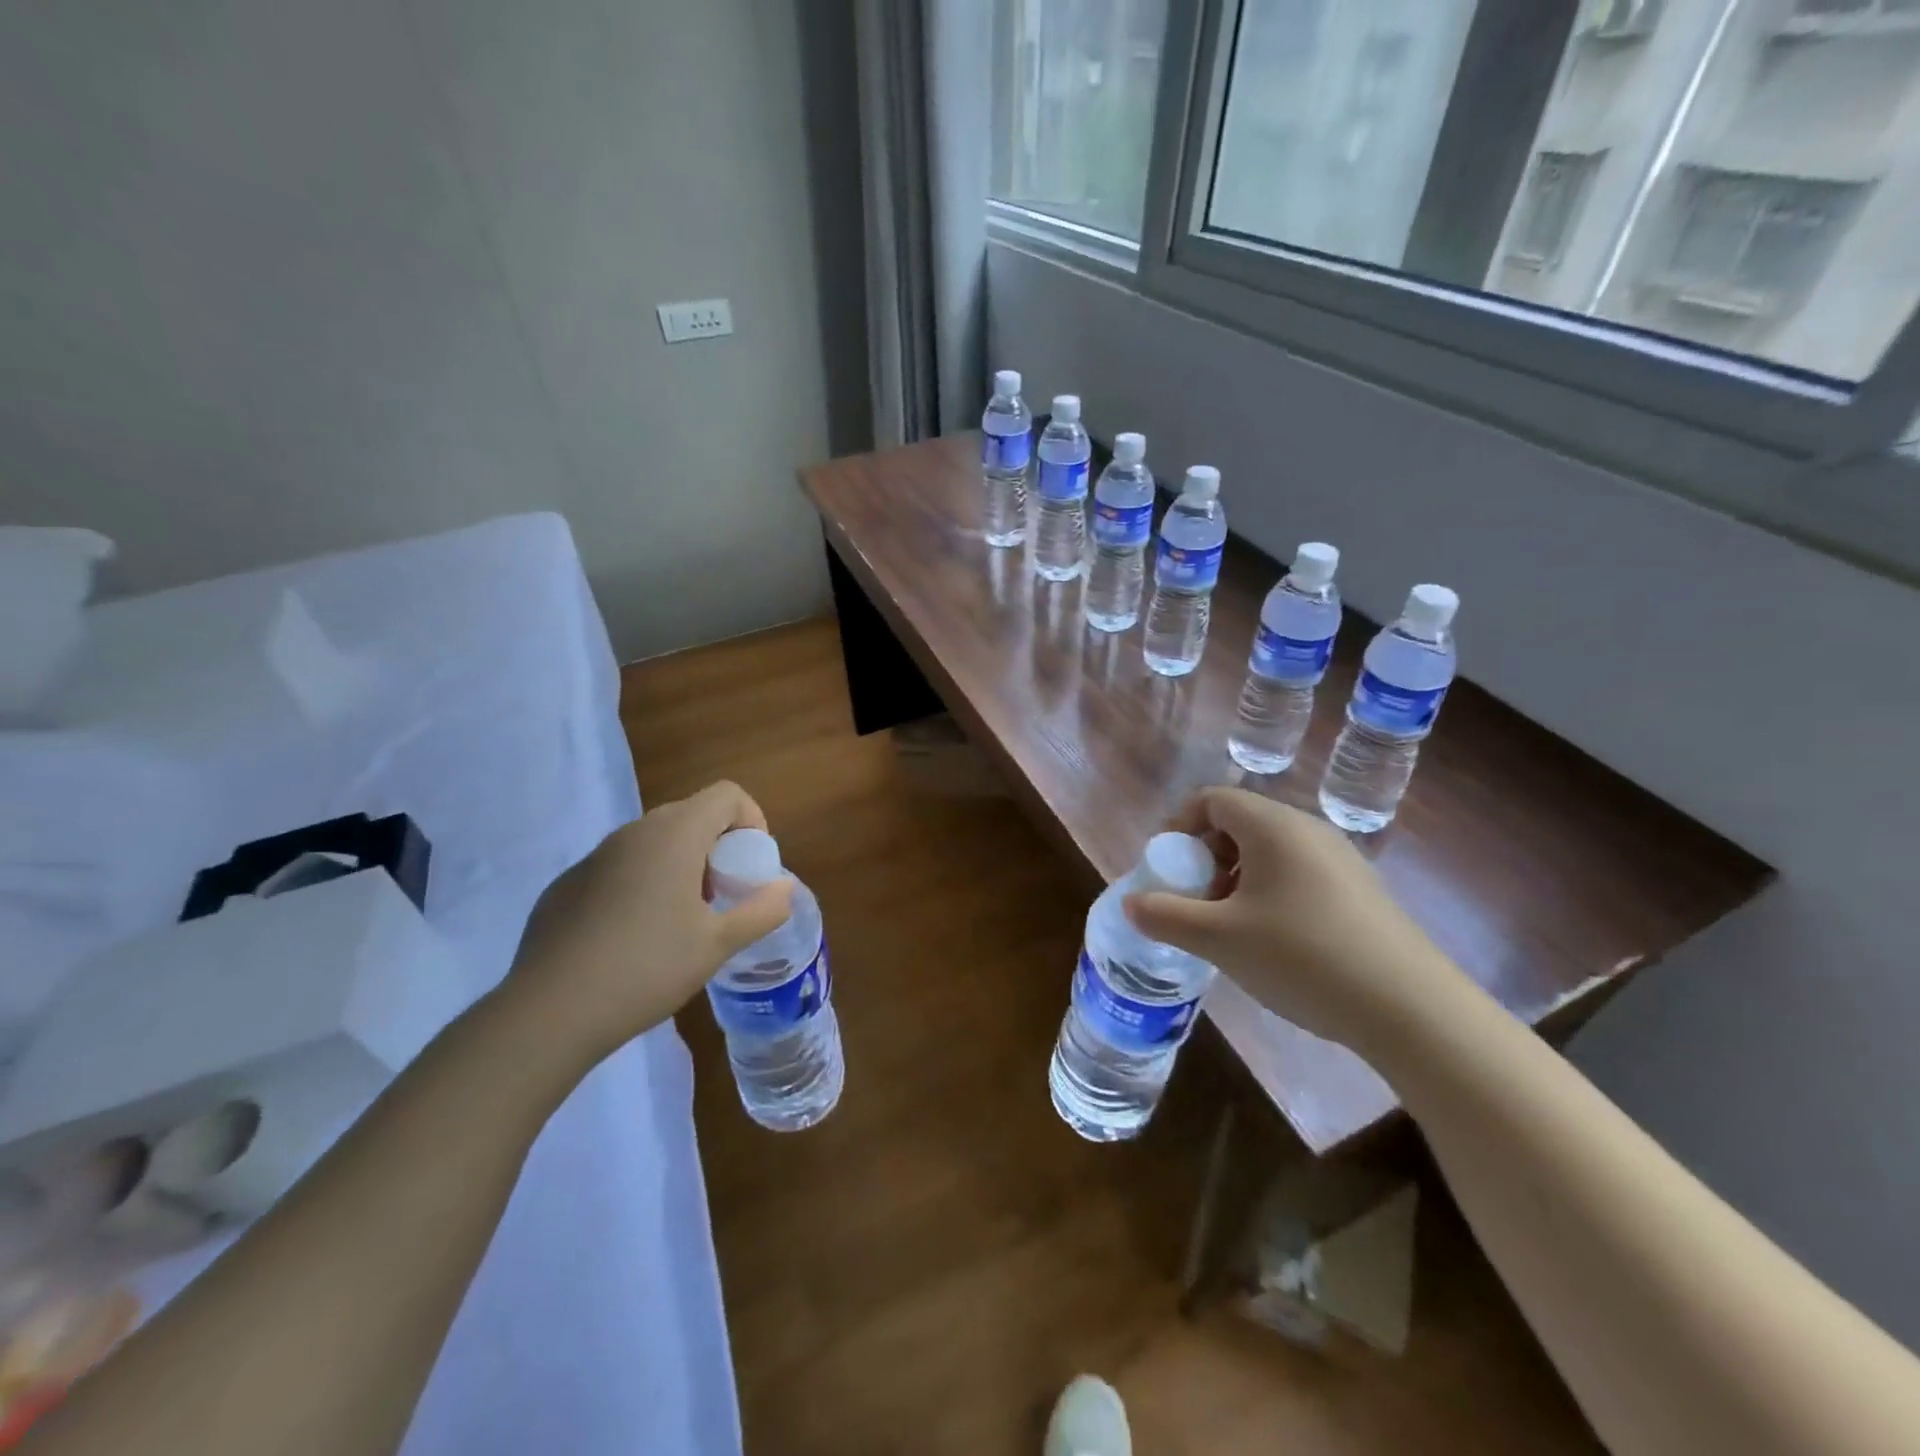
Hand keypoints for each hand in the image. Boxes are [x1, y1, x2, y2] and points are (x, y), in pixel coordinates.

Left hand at [505, 781, 793, 1066]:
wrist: (550, 1012)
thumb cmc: (648, 968)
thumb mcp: (718, 944)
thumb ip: (762, 910)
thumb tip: (785, 888)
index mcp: (675, 835)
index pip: (726, 794)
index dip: (751, 819)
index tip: (751, 864)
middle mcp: (634, 833)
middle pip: (691, 815)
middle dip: (717, 845)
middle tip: (723, 893)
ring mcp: (594, 857)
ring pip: (652, 841)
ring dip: (680, 864)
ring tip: (682, 919)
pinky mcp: (567, 885)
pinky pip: (618, 868)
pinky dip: (641, 884)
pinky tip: (633, 937)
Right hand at [1123, 787, 1473, 1056]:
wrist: (1411, 1009)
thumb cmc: (1302, 957)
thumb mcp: (1219, 939)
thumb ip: (1166, 915)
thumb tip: (1131, 903)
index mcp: (1273, 827)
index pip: (1212, 799)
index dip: (1179, 826)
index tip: (1166, 867)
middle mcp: (1308, 830)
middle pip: (1240, 823)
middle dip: (1205, 857)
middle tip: (1194, 901)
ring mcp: (1340, 860)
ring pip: (1270, 852)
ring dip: (1236, 879)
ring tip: (1229, 927)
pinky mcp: (1360, 892)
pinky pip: (1298, 874)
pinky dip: (1269, 893)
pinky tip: (1273, 942)